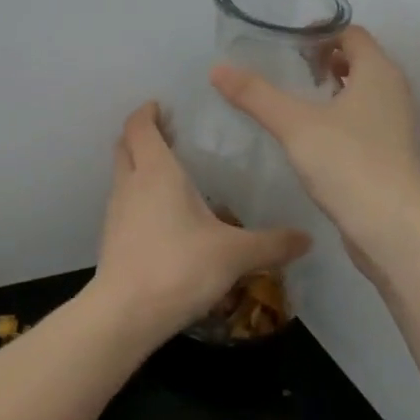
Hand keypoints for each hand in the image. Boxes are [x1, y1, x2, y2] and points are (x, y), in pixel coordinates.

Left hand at [91, 102, 312, 337]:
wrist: (125, 314)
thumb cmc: (179, 267)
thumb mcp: (235, 254)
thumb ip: (272, 244)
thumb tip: (307, 238)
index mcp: (157, 172)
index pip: (141, 126)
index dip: (147, 112)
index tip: (163, 105)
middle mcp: (131, 184)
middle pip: (125, 145)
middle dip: (142, 134)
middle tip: (170, 134)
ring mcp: (116, 212)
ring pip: (122, 174)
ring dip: (139, 165)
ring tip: (171, 173)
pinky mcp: (112, 239)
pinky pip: (124, 203)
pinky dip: (138, 196)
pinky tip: (163, 215)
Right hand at [210, 26, 419, 260]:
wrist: (392, 228)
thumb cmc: (347, 164)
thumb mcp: (294, 125)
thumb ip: (256, 95)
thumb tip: (217, 69)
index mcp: (378, 72)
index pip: (352, 33)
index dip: (321, 31)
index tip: (287, 43)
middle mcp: (394, 91)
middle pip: (359, 60)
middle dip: (325, 59)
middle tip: (288, 68)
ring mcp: (396, 124)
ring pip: (364, 92)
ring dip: (334, 89)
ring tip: (297, 99)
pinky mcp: (392, 152)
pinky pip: (365, 119)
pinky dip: (342, 115)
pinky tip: (314, 135)